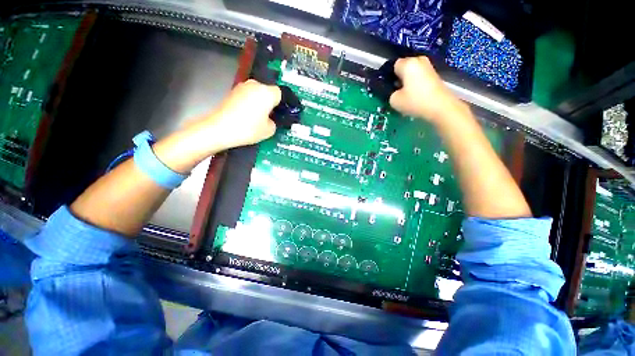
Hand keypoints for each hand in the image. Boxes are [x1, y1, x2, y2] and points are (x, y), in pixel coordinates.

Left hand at [205, 79, 280, 150]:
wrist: (220, 128)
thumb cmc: (248, 129)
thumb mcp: (269, 130)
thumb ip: (275, 122)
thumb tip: (271, 119)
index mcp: (267, 93)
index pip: (281, 93)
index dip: (284, 103)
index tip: (284, 112)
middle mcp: (255, 85)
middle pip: (269, 91)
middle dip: (272, 102)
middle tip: (272, 116)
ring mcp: (242, 87)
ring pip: (258, 93)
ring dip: (261, 102)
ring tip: (260, 116)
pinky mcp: (233, 91)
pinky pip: (248, 95)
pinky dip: (251, 103)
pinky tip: (249, 115)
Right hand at [389, 56, 464, 122]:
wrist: (440, 107)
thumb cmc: (415, 101)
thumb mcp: (394, 100)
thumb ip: (390, 93)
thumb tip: (394, 91)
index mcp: (408, 63)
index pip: (393, 66)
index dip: (389, 77)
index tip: (388, 88)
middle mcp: (419, 60)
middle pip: (404, 68)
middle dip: (399, 78)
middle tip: (396, 92)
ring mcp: (429, 67)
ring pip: (412, 73)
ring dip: (407, 82)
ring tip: (406, 96)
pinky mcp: (434, 75)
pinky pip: (419, 77)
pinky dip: (416, 85)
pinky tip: (415, 96)